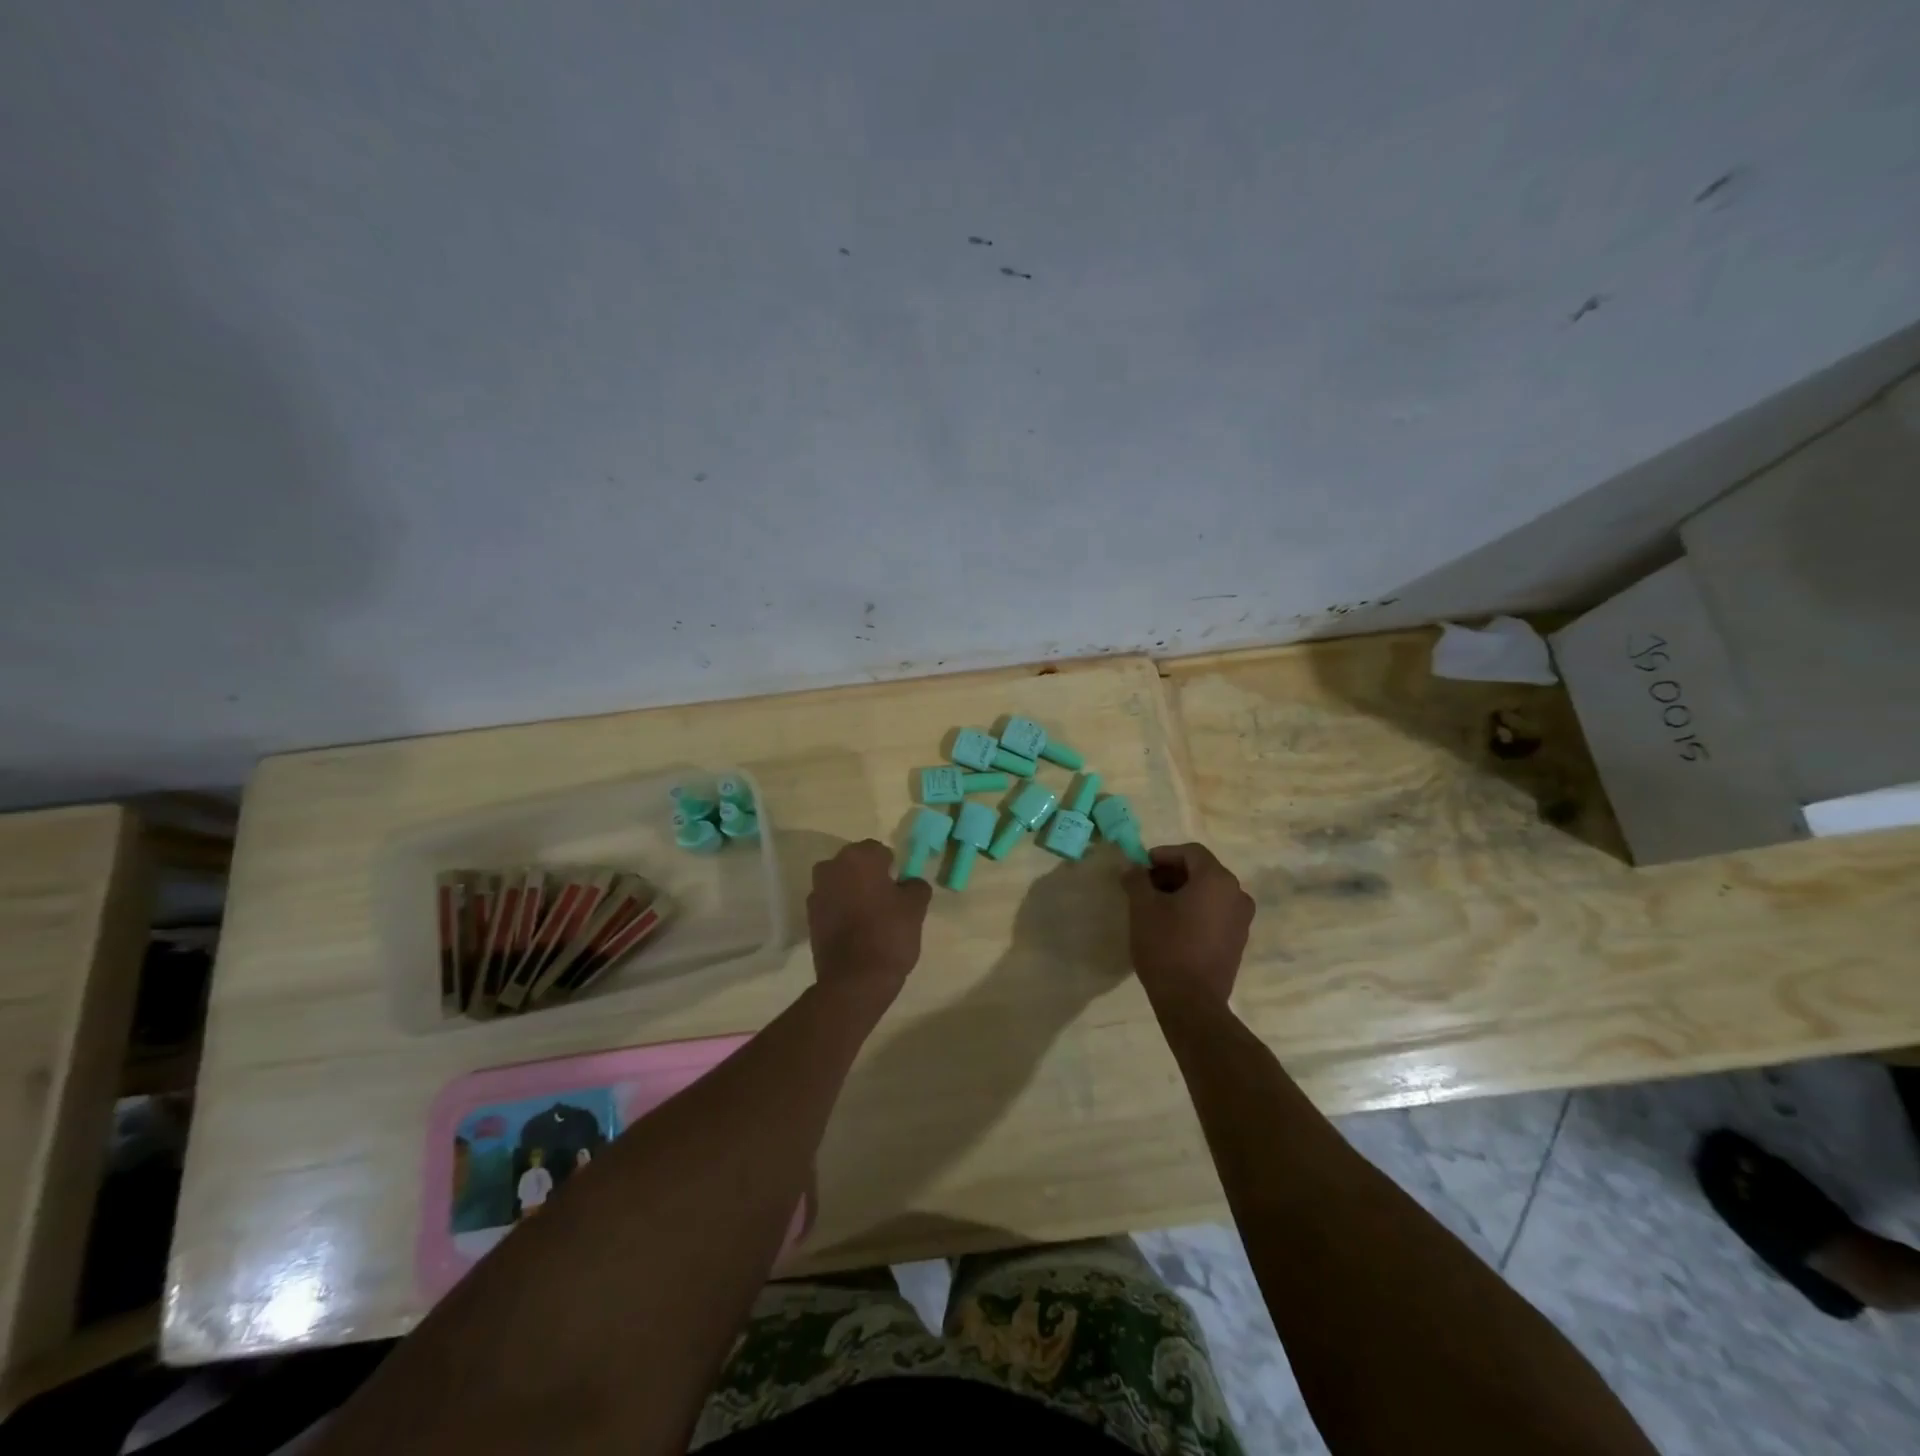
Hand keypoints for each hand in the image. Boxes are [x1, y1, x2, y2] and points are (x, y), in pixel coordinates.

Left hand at [807, 839, 931, 1008]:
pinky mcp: (810, 916)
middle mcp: (831, 866)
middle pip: (857, 864)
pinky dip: (842, 910)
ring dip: (854, 892)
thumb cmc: (889, 934)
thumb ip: (916, 885)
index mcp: (858, 857)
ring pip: (842, 883)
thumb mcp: (915, 907)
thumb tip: (909, 882)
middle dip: (870, 877)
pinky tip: (856, 931)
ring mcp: (817, 892)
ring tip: (871, 918)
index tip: (900, 889)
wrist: (855, 980)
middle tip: (888, 901)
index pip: (880, 851)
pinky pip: (832, 904)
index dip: (893, 869)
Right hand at [1123, 843, 1254, 1007]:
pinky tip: (1173, 926)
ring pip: (1209, 892)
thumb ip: (1136, 880)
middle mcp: (1237, 894)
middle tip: (1144, 887)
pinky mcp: (1238, 940)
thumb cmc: (1166, 946)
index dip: (1162, 855)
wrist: (1192, 1002)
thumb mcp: (1142, 908)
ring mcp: (1242, 919)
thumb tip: (1132, 867)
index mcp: (1217, 879)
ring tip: (1155, 907)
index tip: (1140, 868)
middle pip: (1201, 871)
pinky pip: (1216, 912)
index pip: (1190, 852)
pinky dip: (1196, 910)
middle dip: (1171, 874)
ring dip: (1183, 892)